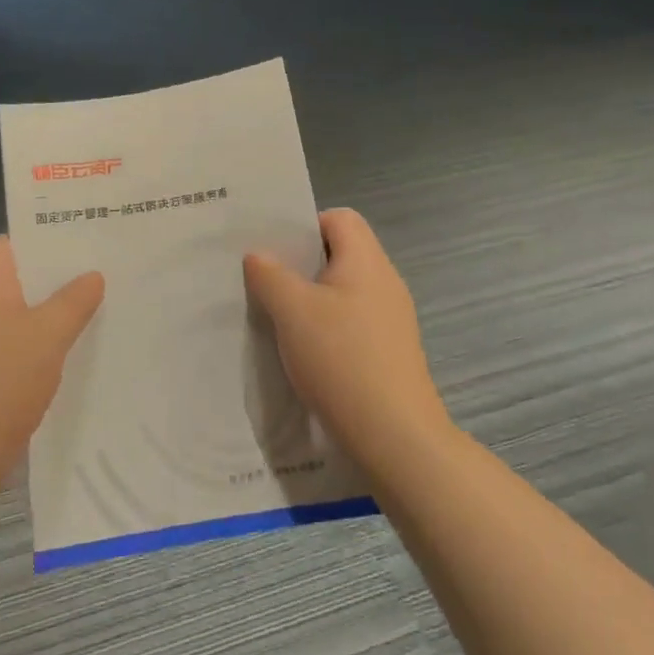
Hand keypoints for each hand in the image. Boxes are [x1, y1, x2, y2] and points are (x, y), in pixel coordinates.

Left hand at [0, 236, 103, 506]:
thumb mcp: (46, 336)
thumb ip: (72, 302)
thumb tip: (93, 275)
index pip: (7, 244)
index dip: (39, 236)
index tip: (81, 237)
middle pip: (22, 281)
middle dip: (60, 276)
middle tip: (107, 271)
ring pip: (26, 318)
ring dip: (57, 315)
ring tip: (104, 308)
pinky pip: (24, 352)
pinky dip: (48, 350)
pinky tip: (80, 357)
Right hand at [243, 209, 451, 472]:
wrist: (395, 436)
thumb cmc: (342, 359)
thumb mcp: (293, 312)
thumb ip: (270, 275)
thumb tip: (258, 255)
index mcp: (367, 261)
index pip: (340, 218)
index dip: (305, 226)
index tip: (275, 252)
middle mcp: (384, 282)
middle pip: (340, 254)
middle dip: (300, 266)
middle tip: (264, 283)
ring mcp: (391, 320)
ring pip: (342, 292)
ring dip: (310, 301)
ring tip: (277, 320)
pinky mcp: (389, 352)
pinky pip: (351, 323)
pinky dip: (326, 329)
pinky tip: (304, 354)